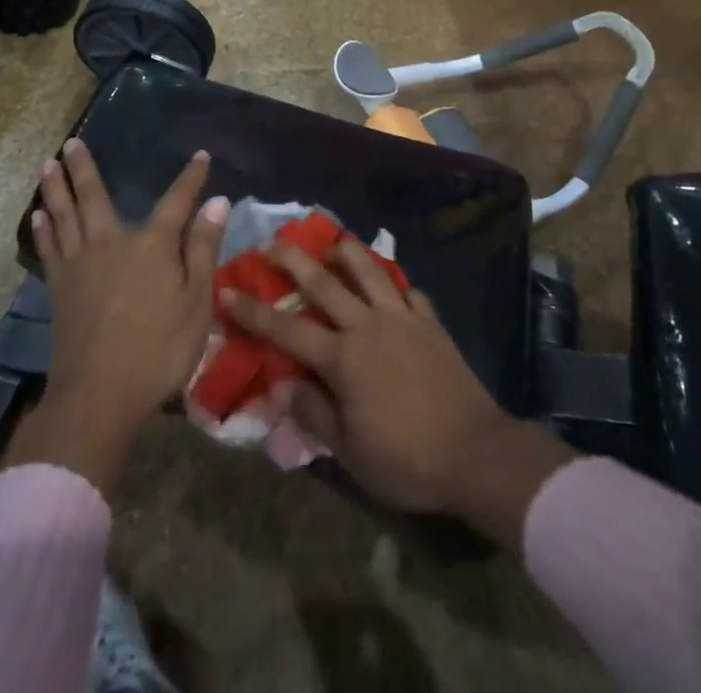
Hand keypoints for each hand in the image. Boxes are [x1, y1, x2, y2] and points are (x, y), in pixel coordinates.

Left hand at [5, 141, 229, 493]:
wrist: (98, 396)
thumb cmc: (159, 350)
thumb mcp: (196, 302)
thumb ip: (203, 249)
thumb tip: (217, 202)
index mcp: (152, 245)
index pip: (177, 201)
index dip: (191, 178)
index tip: (201, 156)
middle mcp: (111, 243)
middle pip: (96, 197)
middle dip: (85, 168)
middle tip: (72, 142)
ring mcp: (80, 265)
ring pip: (65, 216)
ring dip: (57, 189)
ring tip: (49, 164)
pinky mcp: (59, 289)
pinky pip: (49, 249)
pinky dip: (44, 229)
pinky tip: (39, 216)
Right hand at [224, 237, 572, 543]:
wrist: (474, 452)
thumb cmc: (405, 459)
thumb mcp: (349, 450)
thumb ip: (312, 411)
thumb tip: (279, 383)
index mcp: (343, 358)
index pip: (287, 329)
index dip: (253, 311)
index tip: (226, 291)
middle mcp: (368, 325)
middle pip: (324, 283)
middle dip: (293, 260)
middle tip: (272, 242)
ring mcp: (403, 318)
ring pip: (369, 271)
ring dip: (345, 251)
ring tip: (330, 241)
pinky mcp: (430, 322)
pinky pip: (408, 291)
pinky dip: (394, 283)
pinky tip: (390, 283)